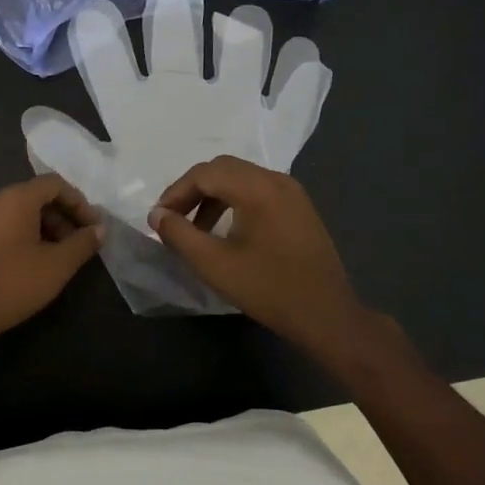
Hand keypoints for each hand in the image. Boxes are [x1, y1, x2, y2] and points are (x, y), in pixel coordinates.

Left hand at [0, 174, 103, 354]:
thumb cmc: (12, 283)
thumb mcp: (57, 265)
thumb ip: (82, 243)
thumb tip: (99, 229)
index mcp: (16, 197)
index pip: (55, 184)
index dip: (79, 202)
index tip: (93, 226)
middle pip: (36, 196)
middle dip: (62, 216)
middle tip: (78, 244)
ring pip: (19, 211)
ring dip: (44, 227)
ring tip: (57, 256)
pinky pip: (3, 224)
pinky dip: (23, 234)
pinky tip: (31, 262)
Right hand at [148, 155, 367, 356]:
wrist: (327, 316)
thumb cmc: (268, 289)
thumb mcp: (214, 264)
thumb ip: (179, 234)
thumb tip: (157, 215)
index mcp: (257, 187)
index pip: (205, 173)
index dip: (176, 192)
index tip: (159, 218)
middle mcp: (276, 179)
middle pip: (223, 168)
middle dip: (193, 190)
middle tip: (174, 218)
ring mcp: (292, 192)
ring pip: (241, 178)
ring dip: (214, 196)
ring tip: (197, 228)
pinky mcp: (300, 208)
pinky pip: (259, 190)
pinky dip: (235, 201)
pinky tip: (227, 231)